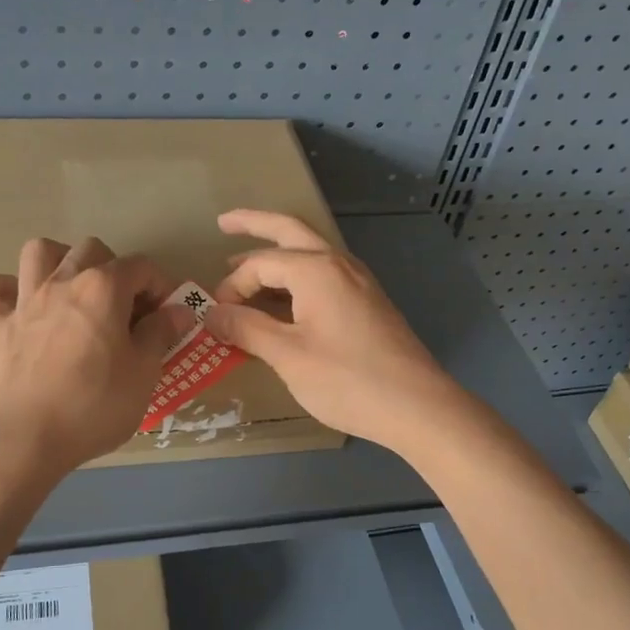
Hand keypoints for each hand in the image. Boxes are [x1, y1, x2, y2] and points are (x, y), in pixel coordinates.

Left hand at [0, 236, 191, 473]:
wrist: (29, 437)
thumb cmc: (96, 405)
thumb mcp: (144, 373)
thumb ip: (160, 334)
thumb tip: (176, 310)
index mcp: (103, 289)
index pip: (141, 267)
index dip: (160, 286)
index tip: (166, 315)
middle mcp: (62, 282)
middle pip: (91, 249)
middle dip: (113, 267)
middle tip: (123, 306)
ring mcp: (24, 302)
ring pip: (36, 253)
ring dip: (57, 261)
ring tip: (71, 288)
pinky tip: (14, 305)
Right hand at [203, 210, 464, 452]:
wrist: (418, 407)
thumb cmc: (348, 380)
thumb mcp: (288, 355)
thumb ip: (247, 329)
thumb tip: (211, 313)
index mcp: (316, 270)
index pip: (259, 264)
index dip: (231, 287)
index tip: (215, 318)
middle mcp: (338, 264)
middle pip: (290, 231)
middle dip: (255, 224)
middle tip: (223, 222)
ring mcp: (358, 282)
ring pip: (310, 253)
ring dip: (277, 253)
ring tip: (246, 266)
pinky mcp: (367, 303)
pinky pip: (323, 277)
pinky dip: (295, 279)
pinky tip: (283, 301)